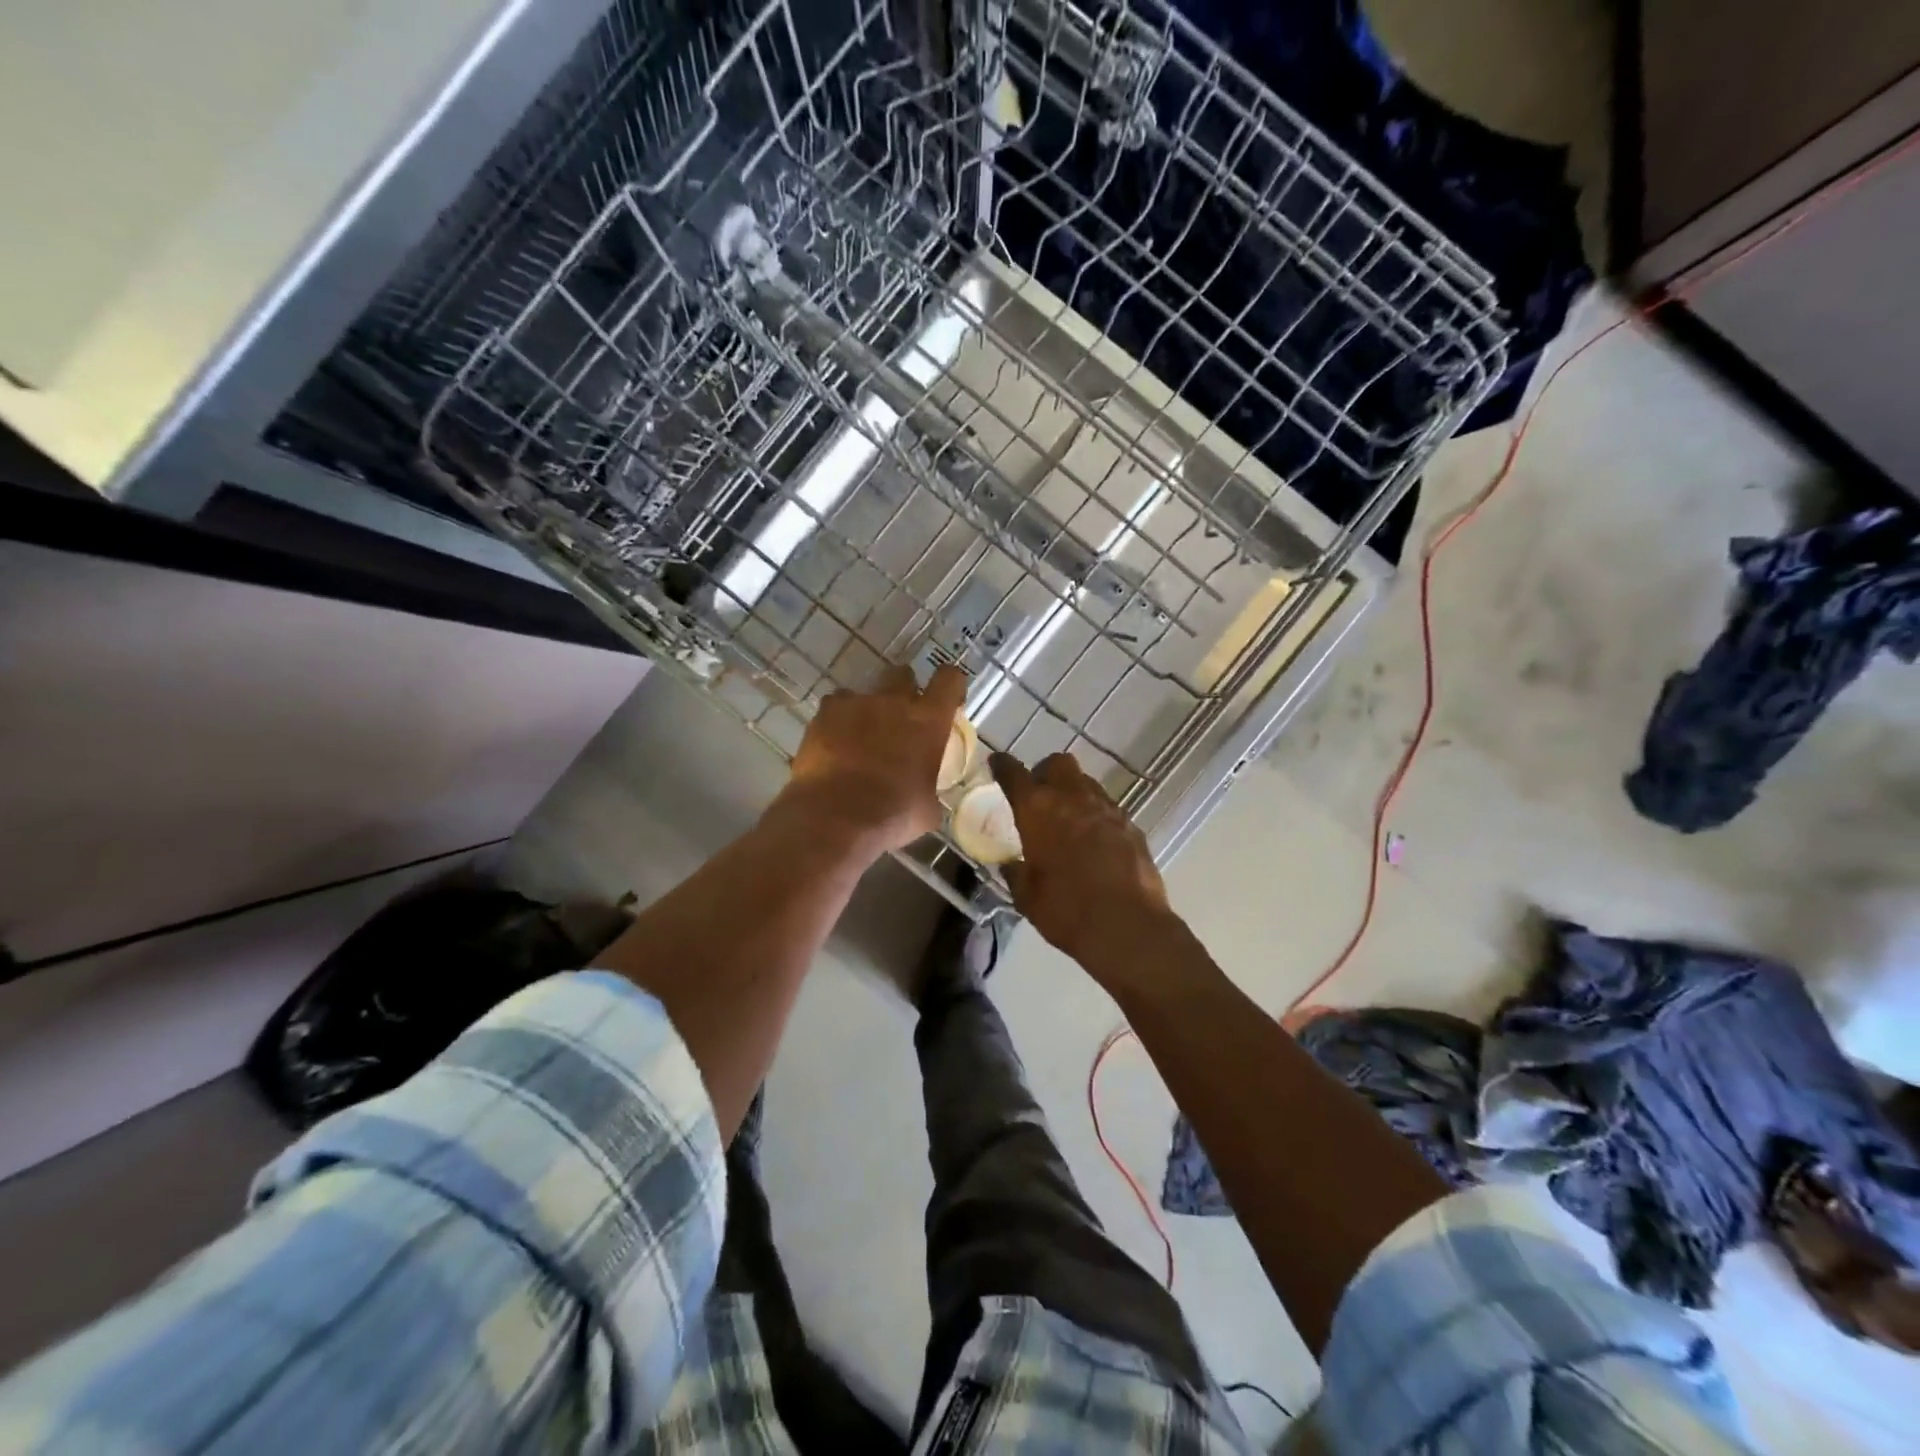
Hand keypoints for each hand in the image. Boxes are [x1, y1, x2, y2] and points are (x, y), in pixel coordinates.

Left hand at [778, 663, 967, 856]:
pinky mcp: (824, 714)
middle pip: (903, 675)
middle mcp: (894, 702)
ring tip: (860, 736)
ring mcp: (856, 704)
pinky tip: (834, 743)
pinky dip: (837, 720)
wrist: (834, 819)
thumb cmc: (892, 817)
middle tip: (900, 718)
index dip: (951, 685)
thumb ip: (930, 788)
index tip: (948, 699)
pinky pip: (835, 706)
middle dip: (904, 690)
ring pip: (865, 691)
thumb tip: (926, 793)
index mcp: (928, 722)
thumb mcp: (927, 810)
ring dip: (868, 708)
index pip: (949, 680)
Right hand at [990, 750, 1172, 969]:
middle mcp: (1073, 797)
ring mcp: (1107, 808)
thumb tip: (1012, 864)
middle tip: (1038, 794)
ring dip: (1073, 793)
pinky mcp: (1131, 825)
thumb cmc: (1066, 910)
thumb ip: (1017, 873)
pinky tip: (1094, 840)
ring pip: (1086, 782)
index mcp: (1038, 809)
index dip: (1003, 766)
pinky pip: (1108, 808)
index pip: (1014, 773)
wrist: (1127, 927)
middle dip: (1045, 772)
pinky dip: (1096, 815)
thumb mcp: (1027, 896)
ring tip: (1067, 818)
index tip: (997, 763)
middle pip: (1058, 763)